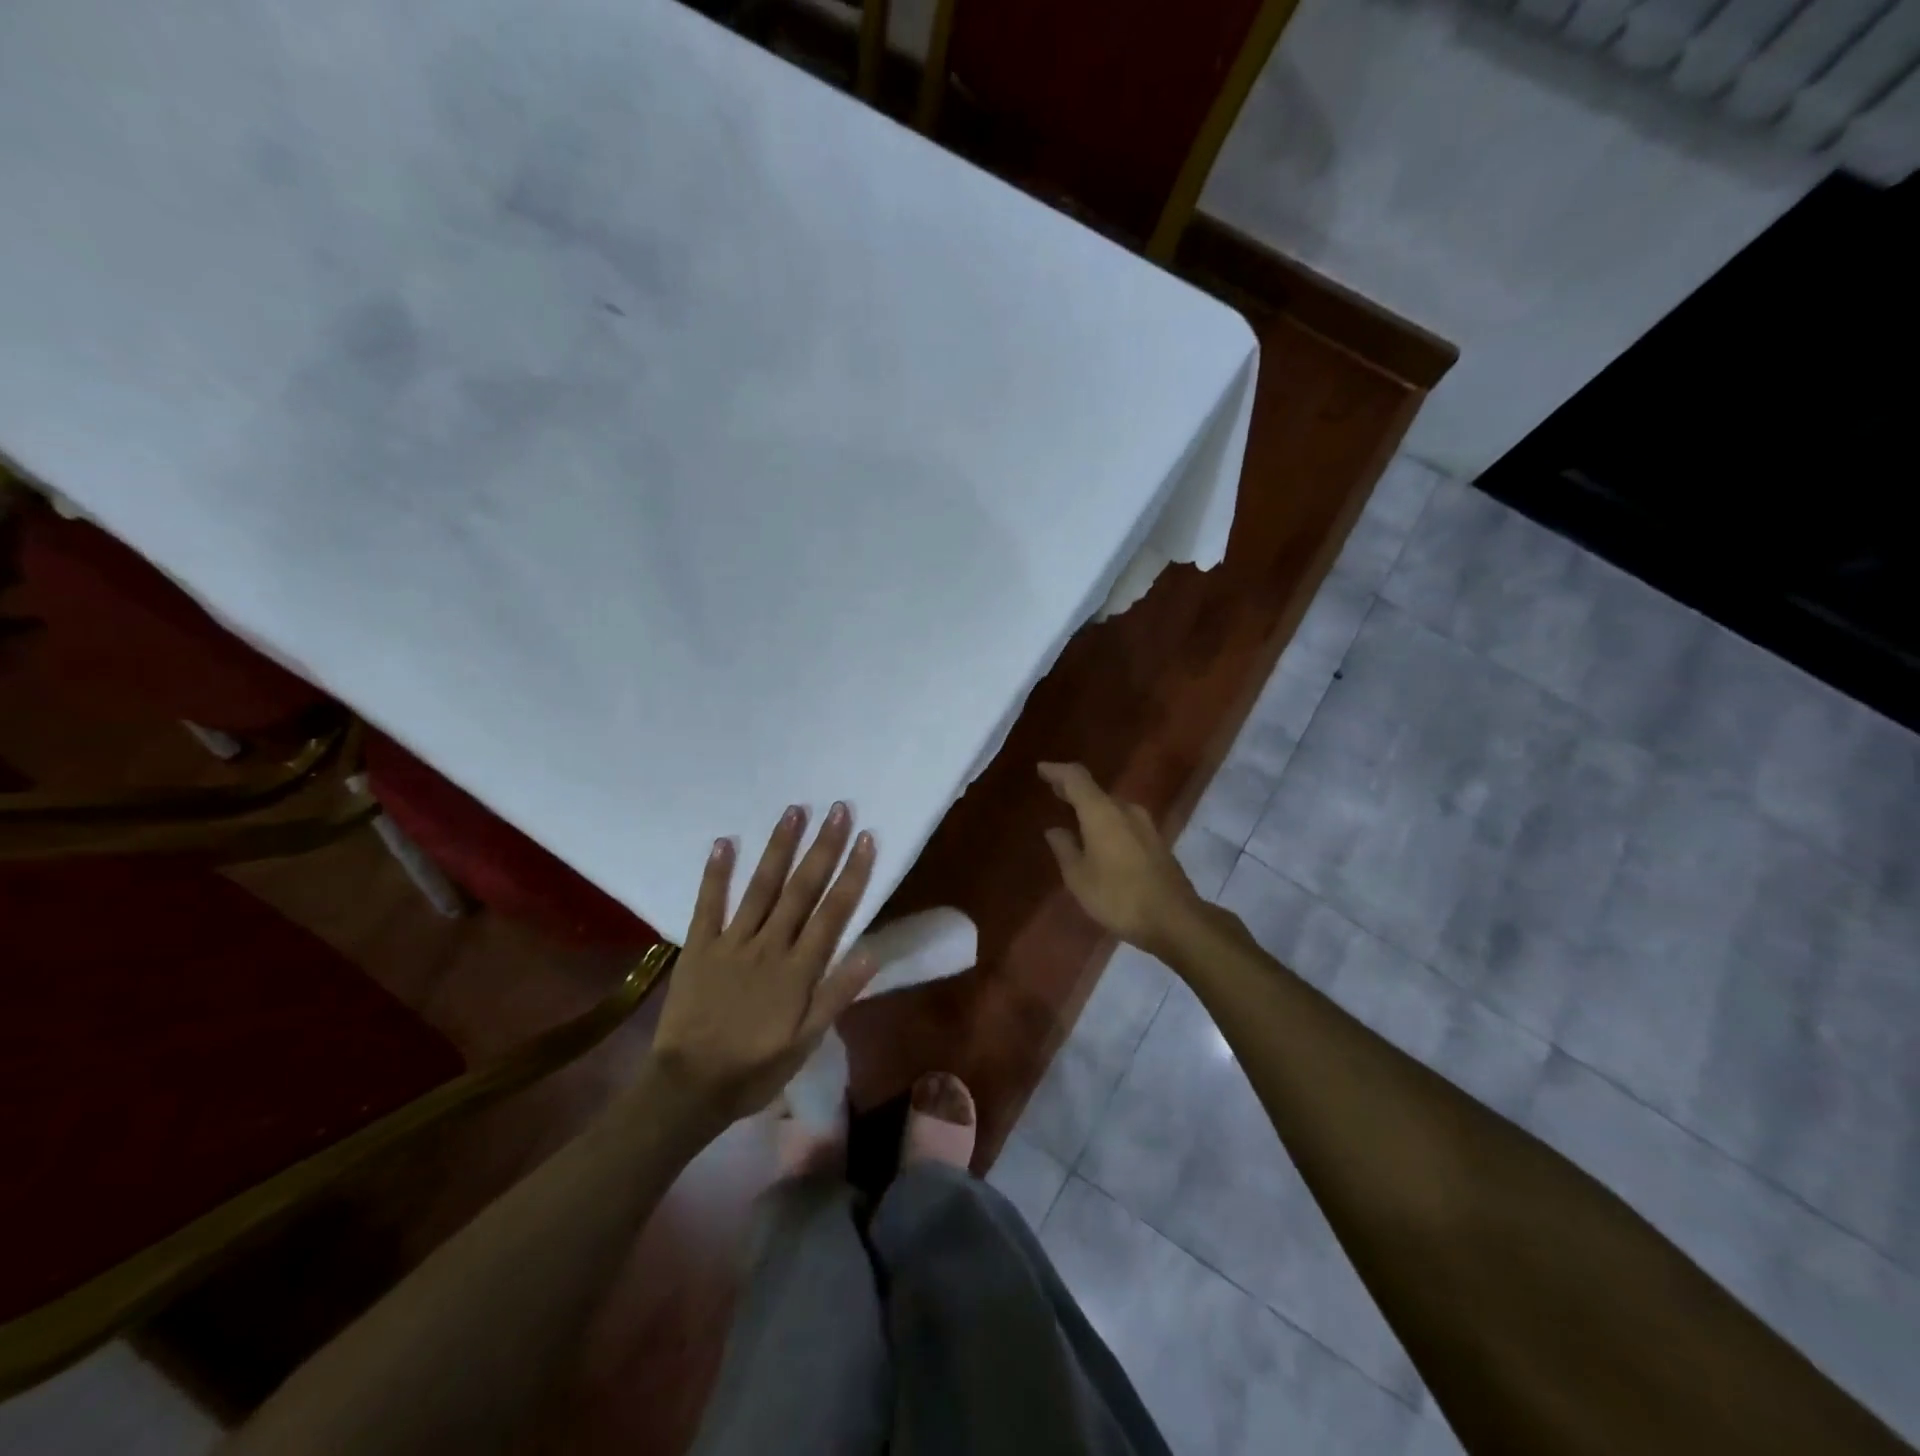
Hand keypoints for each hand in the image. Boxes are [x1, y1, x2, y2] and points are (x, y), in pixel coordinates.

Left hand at [650, 802, 879, 1126]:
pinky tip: (725, 841)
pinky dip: (716, 872)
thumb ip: (836, 995)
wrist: (688, 1088)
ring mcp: (732, 942)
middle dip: (823, 846)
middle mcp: (769, 945)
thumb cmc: (755, 1068)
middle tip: (838, 808)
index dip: (852, 873)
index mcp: (799, 969)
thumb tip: (872, 952)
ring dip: (779, 847)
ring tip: (794, 811)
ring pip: (761, 886)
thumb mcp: (806, 1042)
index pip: (833, 911)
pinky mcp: (699, 946)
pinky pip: (708, 904)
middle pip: (802, 888)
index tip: (866, 837)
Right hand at [1038, 762, 1208, 959]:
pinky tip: (1099, 837)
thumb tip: (1055, 830)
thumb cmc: (1118, 897)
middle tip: (1054, 791)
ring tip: (1074, 816)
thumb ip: (1065, 849)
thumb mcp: (1079, 877)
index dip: (1057, 771)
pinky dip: (1107, 822)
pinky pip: (1124, 822)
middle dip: (1073, 790)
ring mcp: (1145, 825)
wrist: (1175, 919)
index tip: (1041, 769)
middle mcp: (1125, 810)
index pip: (1076, 778)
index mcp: (1102, 812)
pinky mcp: (1156, 842)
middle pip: (1096, 791)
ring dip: (1092, 808)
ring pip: (1112, 807)